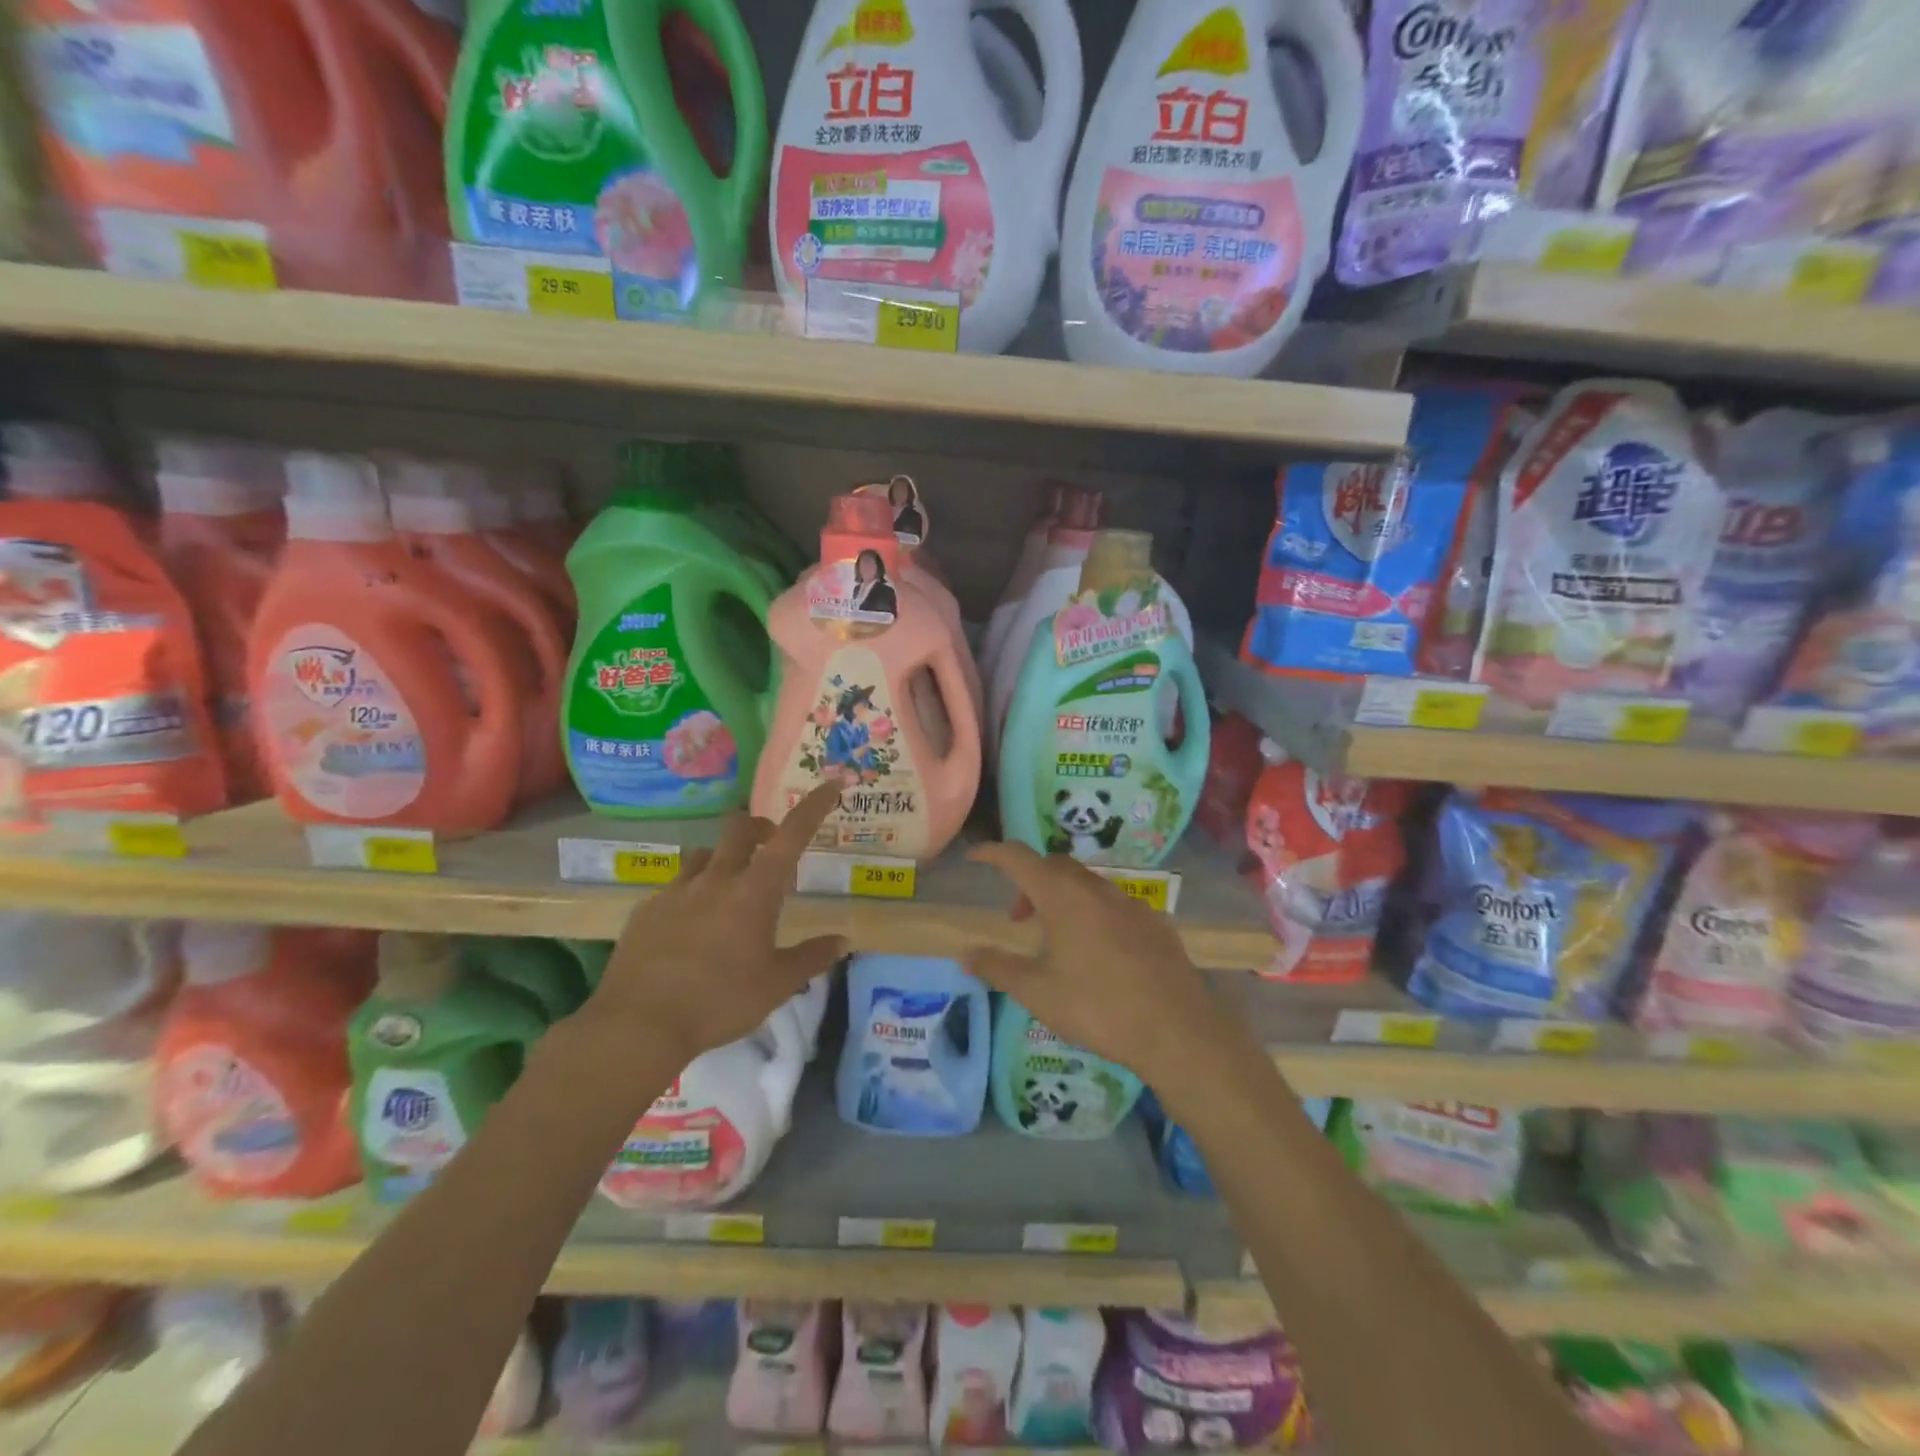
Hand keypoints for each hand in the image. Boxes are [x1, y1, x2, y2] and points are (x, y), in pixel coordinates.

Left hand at [589, 784, 847, 1063]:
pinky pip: (676, 886)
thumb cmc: (719, 1002)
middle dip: (760, 827)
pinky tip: (691, 927)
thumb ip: (812, 957)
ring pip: (705, 854)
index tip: (831, 786)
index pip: (790, 835)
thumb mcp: (777, 985)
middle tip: (771, 847)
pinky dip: (693, 893)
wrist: (639, 1025)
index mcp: (754, 891)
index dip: (813, 806)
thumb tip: (843, 940)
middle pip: (739, 827)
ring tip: (730, 891)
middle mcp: (716, 879)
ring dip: (724, 859)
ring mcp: (677, 891)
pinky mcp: (647, 910)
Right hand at [964, 843, 1234, 1092]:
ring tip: (1055, 939)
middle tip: (1017, 919)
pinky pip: (1114, 905)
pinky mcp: (1156, 923)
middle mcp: (1097, 889)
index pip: (1019, 858)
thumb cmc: (1098, 1008)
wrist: (1178, 1030)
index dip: (993, 853)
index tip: (975, 857)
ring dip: (1062, 898)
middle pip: (1055, 867)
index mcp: (1063, 897)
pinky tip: (1098, 952)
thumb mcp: (1037, 992)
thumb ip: (997, 968)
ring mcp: (1131, 903)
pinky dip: (1093, 913)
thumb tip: (965, 953)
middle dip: (1029, 881)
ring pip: (1087, 884)